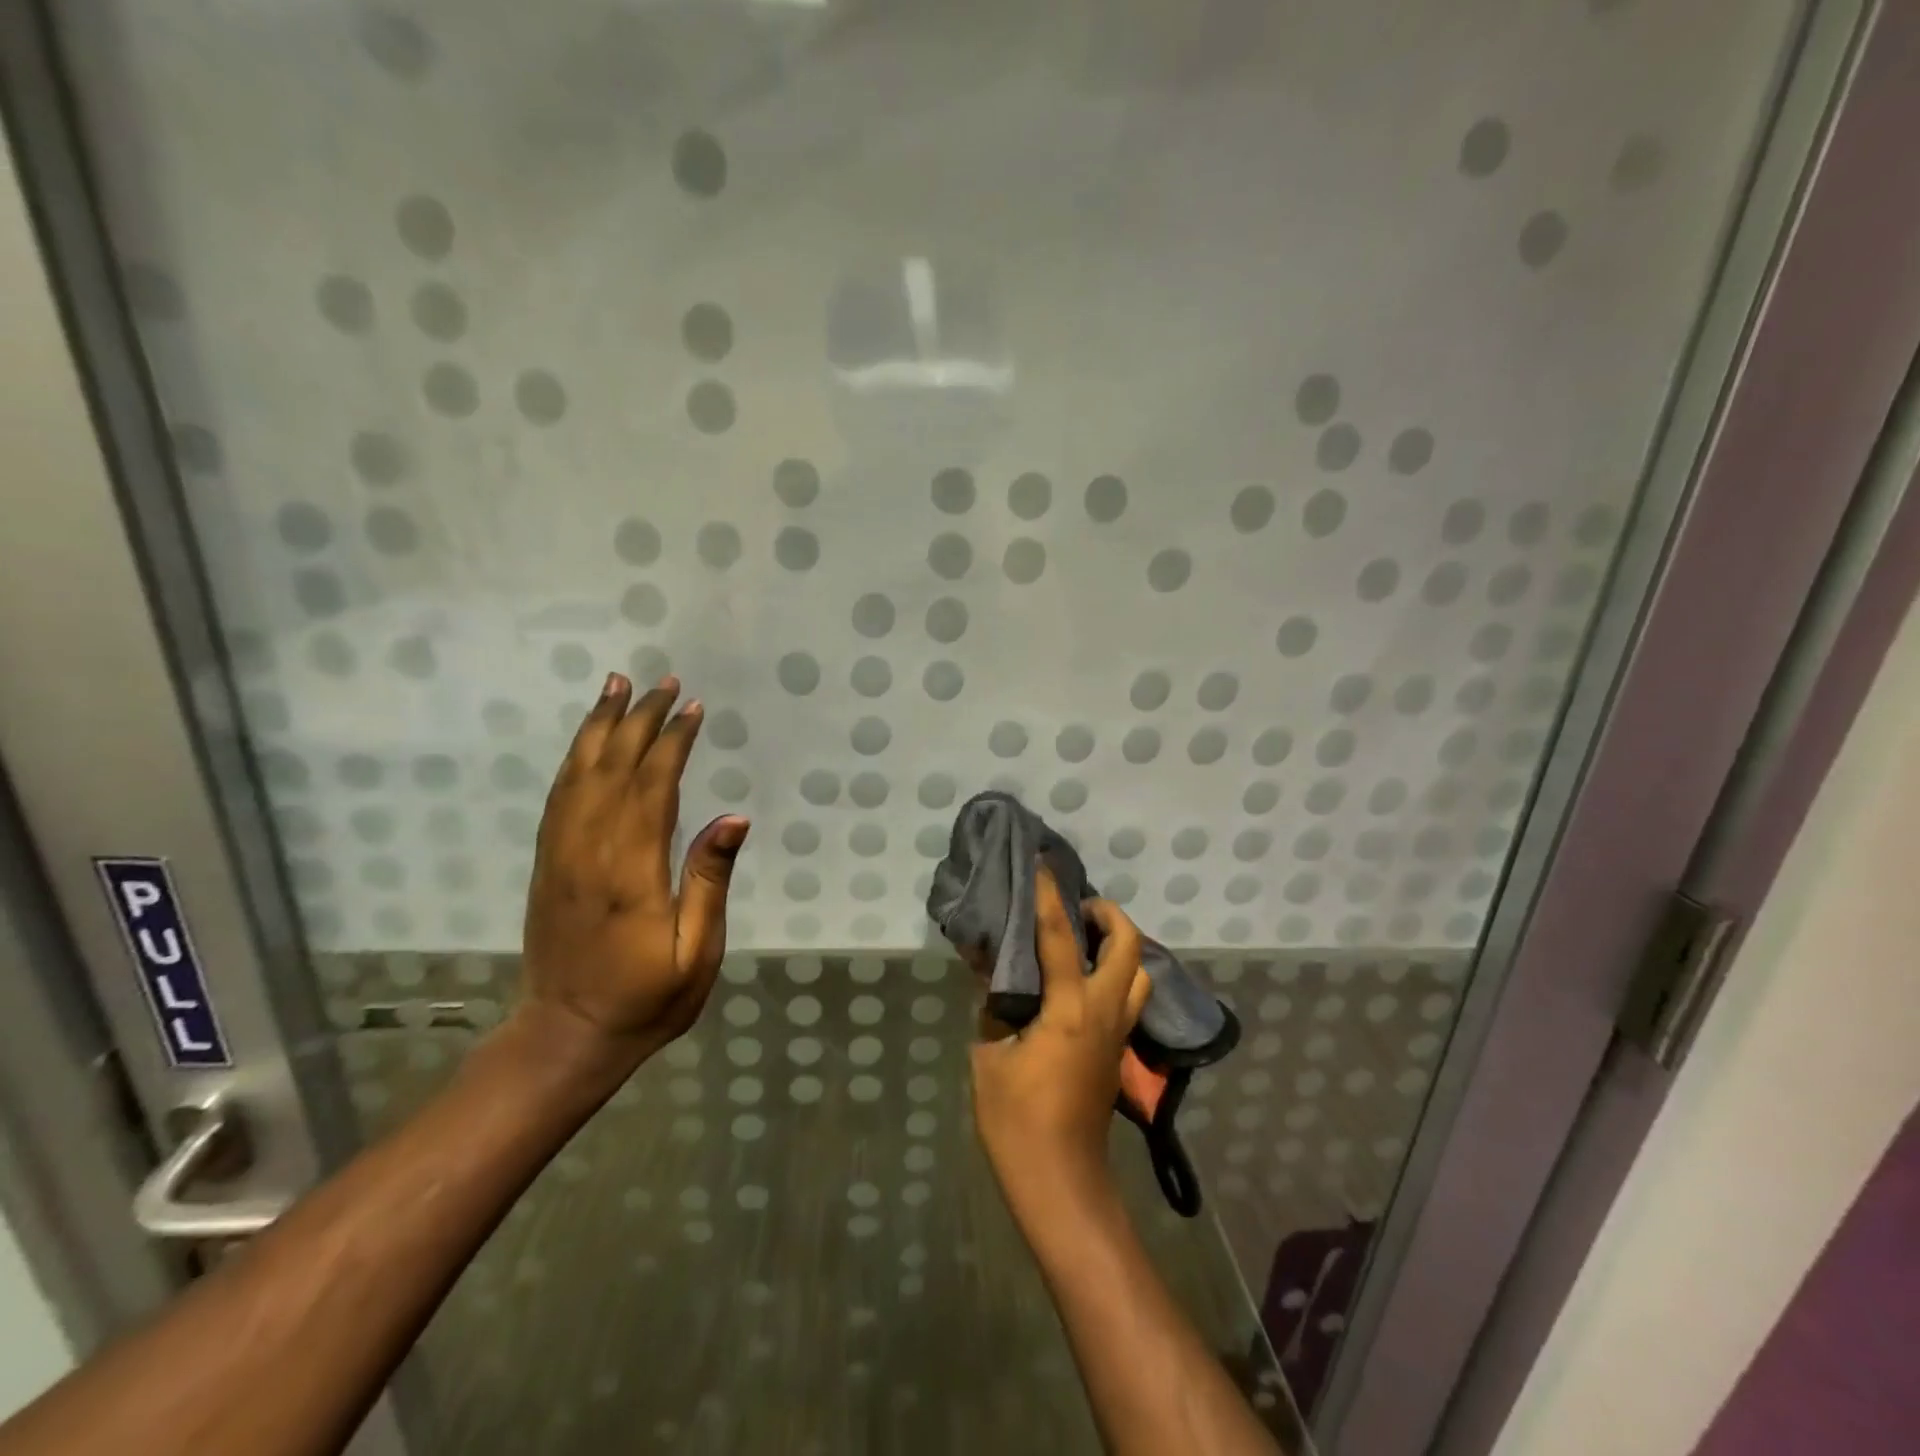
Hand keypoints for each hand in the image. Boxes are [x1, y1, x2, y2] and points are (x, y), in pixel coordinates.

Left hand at [516, 673, 748, 1071]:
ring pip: (578, 774)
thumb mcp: (696, 952)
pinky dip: (574, 758)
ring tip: (616, 686)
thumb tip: (733, 818)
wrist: (565, 1036)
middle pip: (613, 768)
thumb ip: (709, 881)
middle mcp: (588, 851)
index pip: (651, 787)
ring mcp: (560, 854)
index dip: (672, 743)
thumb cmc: (645, 1000)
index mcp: (630, 871)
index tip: (692, 709)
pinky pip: (558, 796)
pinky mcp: (546, 862)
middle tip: (663, 682)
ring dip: (599, 726)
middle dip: (639, 720)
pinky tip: (587, 739)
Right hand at [971, 867, 1150, 1215]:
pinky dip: (1115, 974)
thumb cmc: (1018, 1122)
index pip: (1059, 935)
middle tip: (1077, 908)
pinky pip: (1128, 997)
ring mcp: (1118, 1033)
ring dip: (1119, 946)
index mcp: (1069, 1007)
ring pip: (1139, 972)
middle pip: (1129, 946)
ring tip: (1083, 942)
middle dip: (1108, 915)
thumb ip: (994, 1008)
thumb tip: (993, 972)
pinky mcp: (1118, 1051)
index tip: (1041, 865)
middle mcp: (1104, 1011)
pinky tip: (1083, 982)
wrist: (1061, 1182)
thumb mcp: (990, 1058)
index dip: (1048, 895)